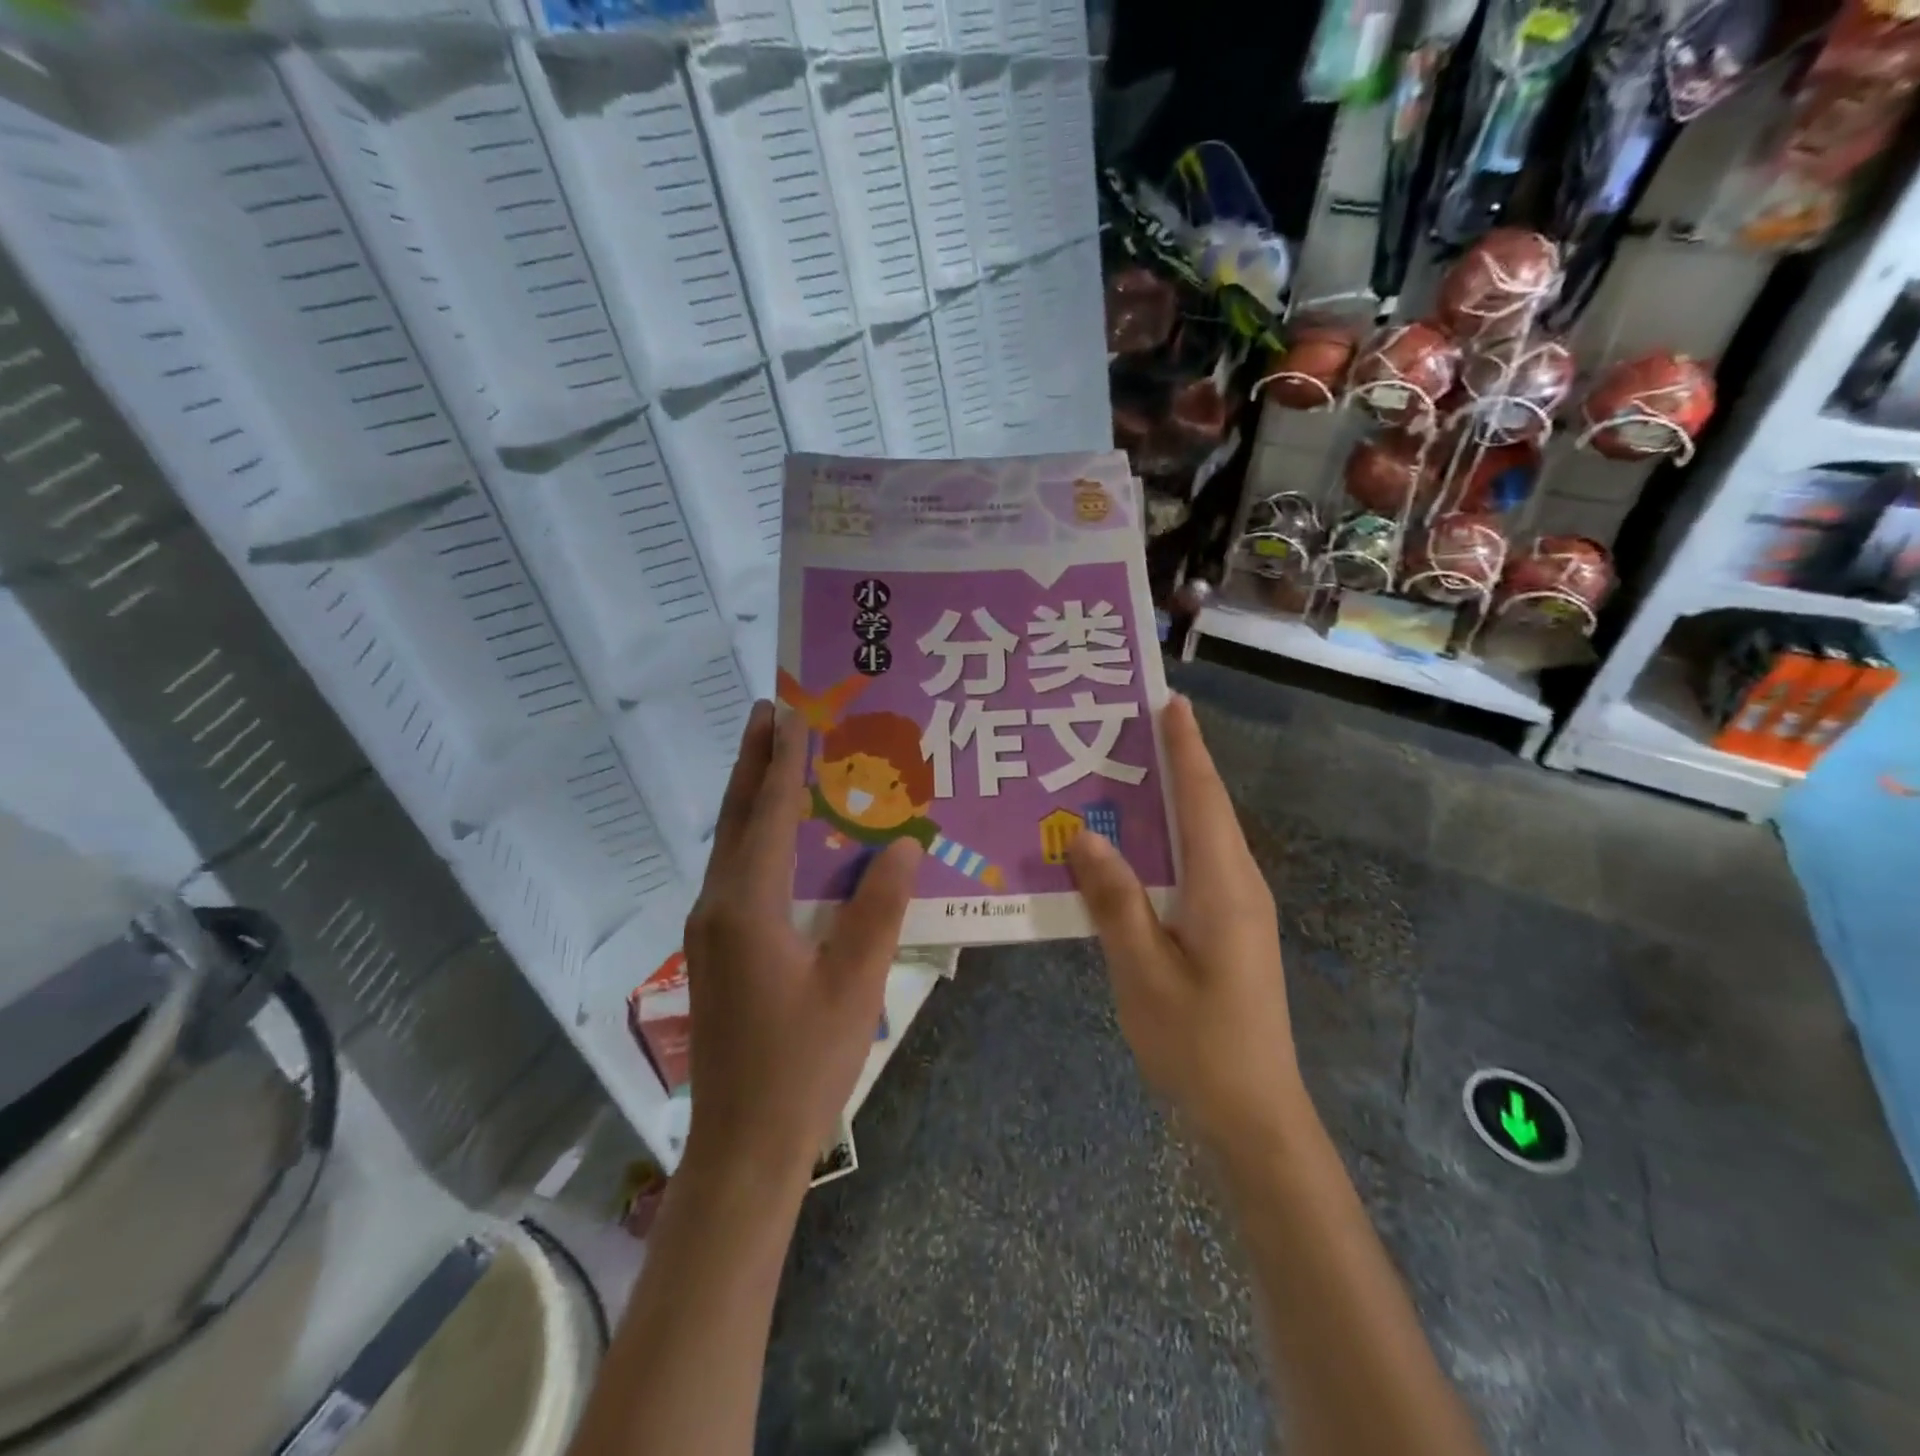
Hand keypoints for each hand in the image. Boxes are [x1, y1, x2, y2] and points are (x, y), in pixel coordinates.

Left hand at [682, 701, 921, 1187]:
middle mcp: (718, 906)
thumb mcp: (855, 984)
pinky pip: (737, 874)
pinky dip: (755, 837)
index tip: (792, 711)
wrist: (744, 1147)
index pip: (770, 816)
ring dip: (752, 796)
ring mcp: (711, 930)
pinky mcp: (717, 951)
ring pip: (731, 845)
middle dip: (754, 761)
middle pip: (737, 818)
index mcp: (747, 907)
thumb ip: (880, 909)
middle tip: (768, 710)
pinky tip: (778, 837)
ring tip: (773, 755)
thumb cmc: (804, 1064)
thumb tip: (904, 844)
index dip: (785, 762)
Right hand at [1066, 694, 1303, 1150]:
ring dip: (1170, 801)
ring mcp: (1237, 911)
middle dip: (1176, 763)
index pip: (1203, 799)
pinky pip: (1195, 867)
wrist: (1253, 1116)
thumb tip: (1084, 835)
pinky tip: (1132, 847)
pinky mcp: (1227, 931)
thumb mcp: (1143, 971)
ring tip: (1124, 773)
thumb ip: (1115, 901)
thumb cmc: (1198, 1043)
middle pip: (1206, 809)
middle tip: (1131, 726)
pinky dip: (1166, 841)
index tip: (1170, 701)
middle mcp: (1238, 886)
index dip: (1187, 748)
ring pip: (1201, 838)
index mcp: (1224, 886)